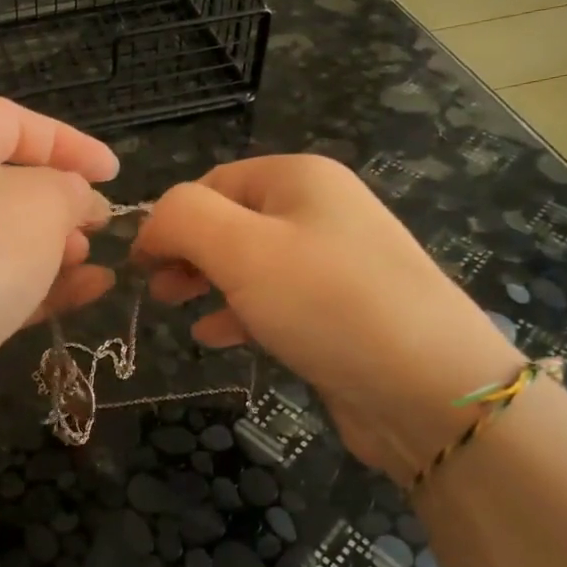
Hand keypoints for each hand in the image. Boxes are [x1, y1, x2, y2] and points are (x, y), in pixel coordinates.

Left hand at [0, 96, 118, 437]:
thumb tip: (79, 201)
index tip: (113, 172)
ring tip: (94, 263)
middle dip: (62, 201)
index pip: (11, 121)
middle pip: (7, 183)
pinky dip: (43, 287)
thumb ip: (72, 189)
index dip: (68, 141)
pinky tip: (89, 294)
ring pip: (4, 240)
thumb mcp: (42, 201)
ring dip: (55, 248)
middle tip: (101, 224)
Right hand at [134, 155, 519, 478]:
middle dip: (187, 251)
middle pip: (231, 220)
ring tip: (175, 309)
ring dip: (208, 282)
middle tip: (154, 289)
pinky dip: (240, 313)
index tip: (138, 265)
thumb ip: (182, 219)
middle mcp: (320, 210)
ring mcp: (335, 264)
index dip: (170, 219)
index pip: (213, 183)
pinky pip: (276, 301)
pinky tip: (217, 337)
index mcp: (299, 178)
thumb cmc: (326, 303)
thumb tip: (151, 226)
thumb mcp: (240, 248)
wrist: (428, 387)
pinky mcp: (340, 312)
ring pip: (251, 263)